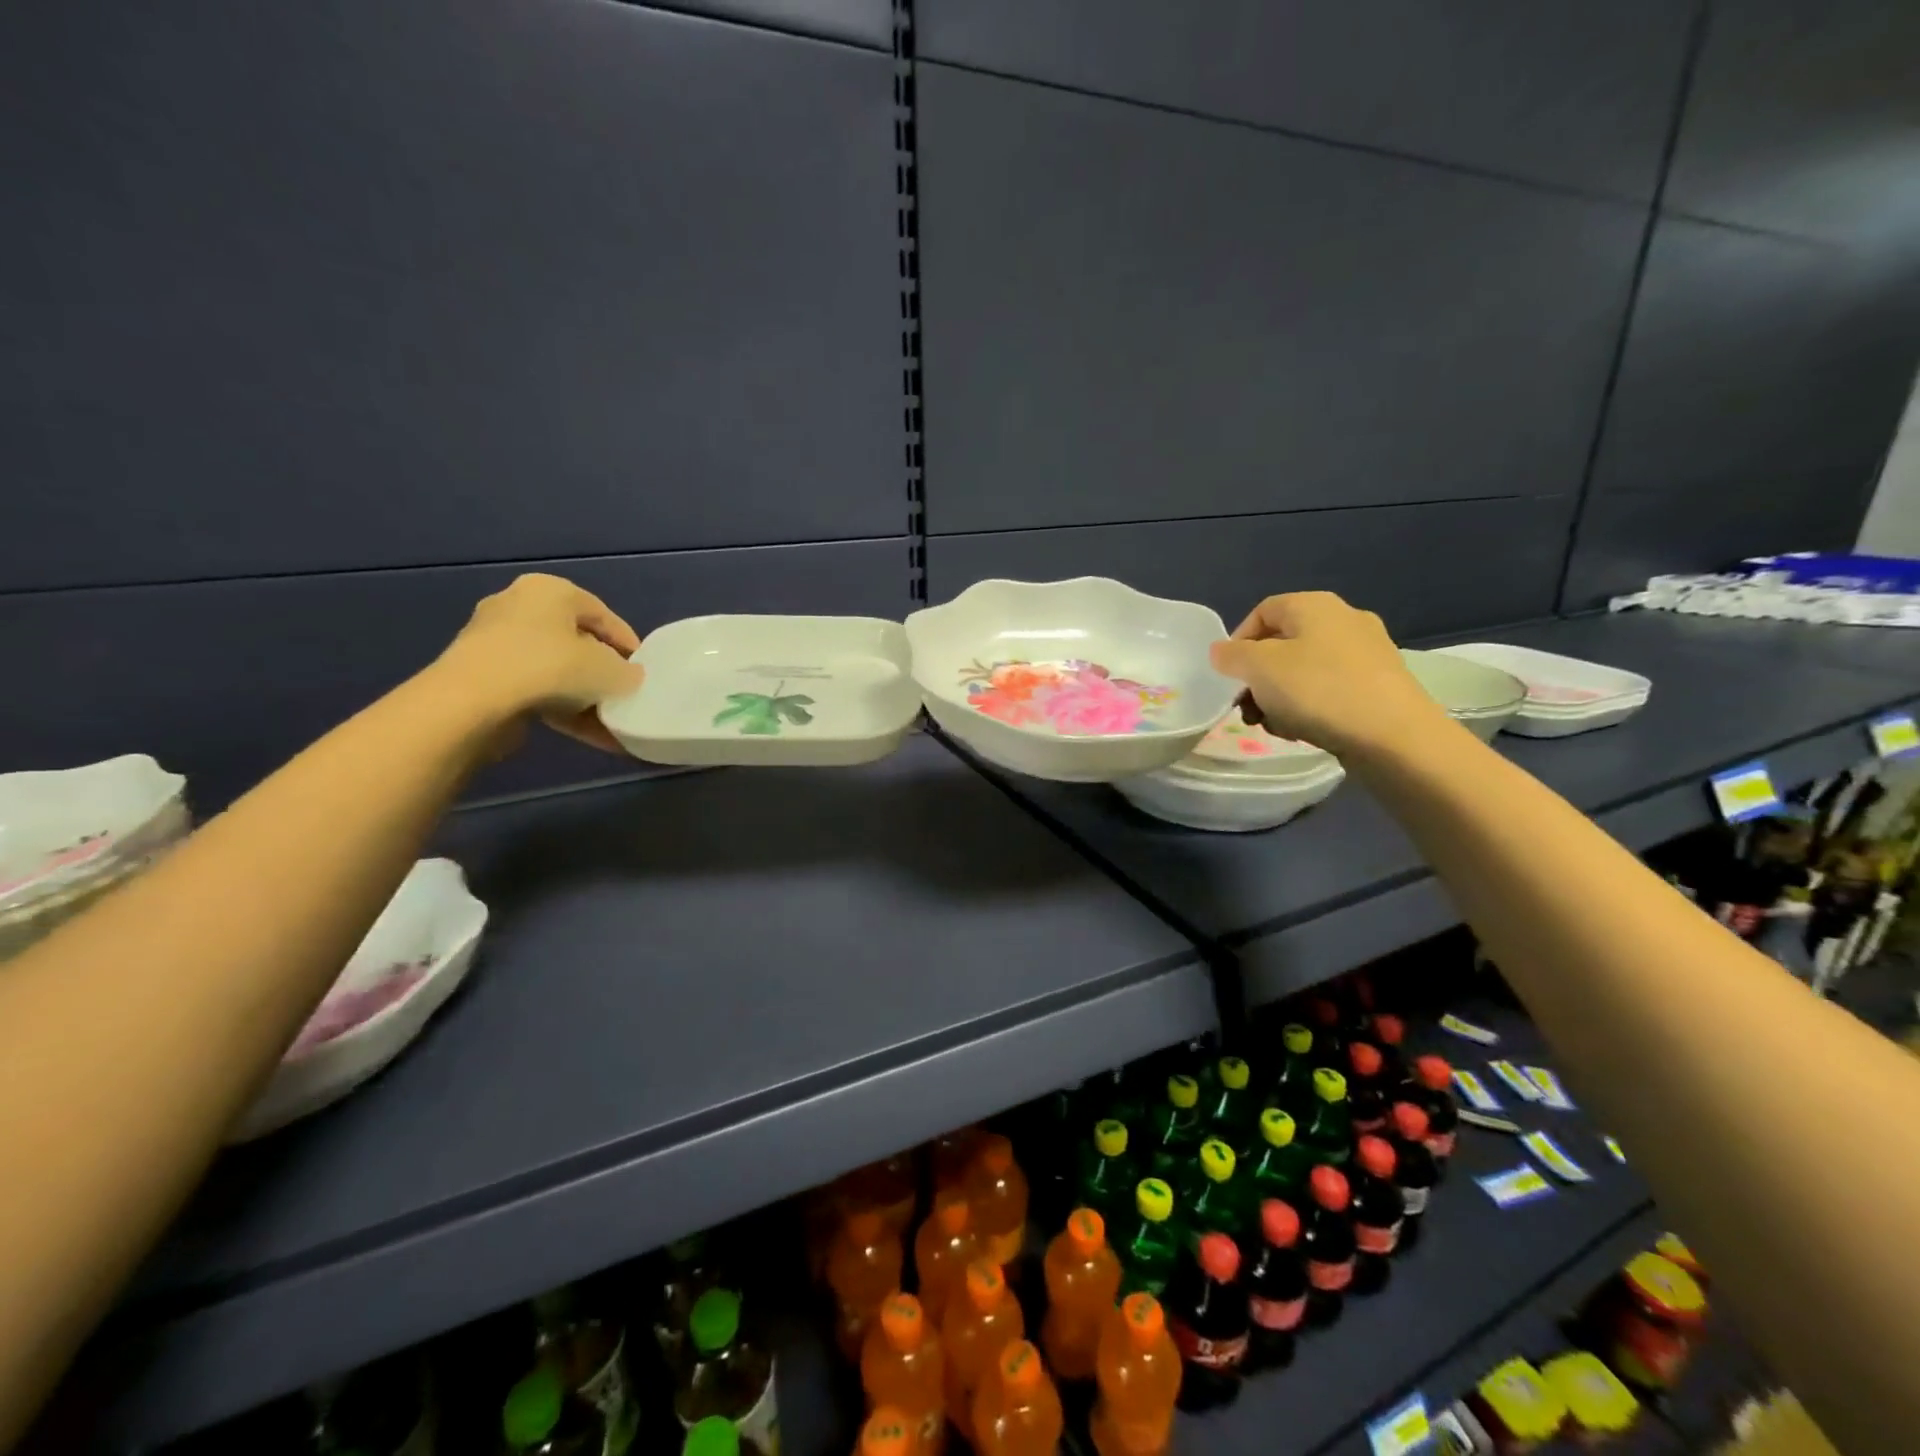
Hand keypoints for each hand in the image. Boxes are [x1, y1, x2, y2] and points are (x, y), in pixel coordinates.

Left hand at [430, 574, 644, 753]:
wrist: (473, 702)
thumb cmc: (550, 667)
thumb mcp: (609, 670)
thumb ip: (627, 673)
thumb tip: (628, 678)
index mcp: (550, 589)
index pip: (602, 615)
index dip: (629, 645)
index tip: (644, 671)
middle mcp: (519, 606)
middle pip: (576, 642)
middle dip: (603, 673)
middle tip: (626, 695)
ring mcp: (495, 643)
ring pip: (556, 671)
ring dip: (585, 699)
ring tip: (612, 725)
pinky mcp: (482, 677)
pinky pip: (535, 691)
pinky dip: (563, 711)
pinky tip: (591, 737)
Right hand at [1207, 591, 1449, 758]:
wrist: (1394, 736)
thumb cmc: (1318, 690)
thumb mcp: (1259, 668)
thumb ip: (1232, 656)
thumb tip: (1222, 651)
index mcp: (1314, 606)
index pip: (1263, 611)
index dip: (1238, 640)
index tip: (1228, 674)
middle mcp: (1344, 620)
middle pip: (1283, 644)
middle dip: (1257, 677)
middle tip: (1246, 707)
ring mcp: (1366, 653)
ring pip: (1304, 670)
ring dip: (1278, 697)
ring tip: (1272, 725)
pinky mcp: (1379, 685)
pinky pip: (1329, 690)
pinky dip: (1309, 707)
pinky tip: (1303, 731)